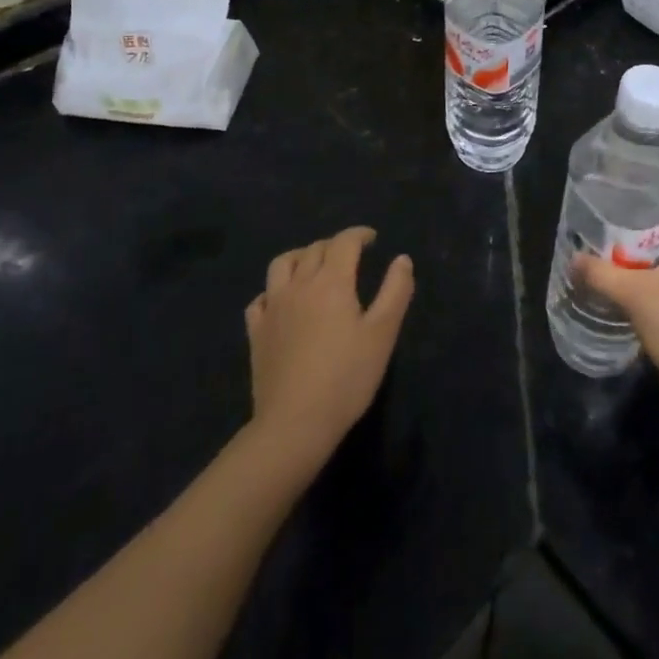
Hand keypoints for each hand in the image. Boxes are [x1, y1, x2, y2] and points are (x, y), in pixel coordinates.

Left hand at [246, 227, 413, 466]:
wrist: (294, 423)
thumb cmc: (346, 378)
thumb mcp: (383, 334)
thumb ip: (395, 291)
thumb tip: (402, 259)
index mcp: (332, 281)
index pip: (344, 242)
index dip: (359, 234)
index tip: (372, 238)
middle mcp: (299, 285)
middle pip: (314, 249)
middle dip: (334, 245)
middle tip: (351, 256)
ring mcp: (273, 308)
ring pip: (282, 264)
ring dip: (300, 256)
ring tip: (313, 265)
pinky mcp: (256, 332)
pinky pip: (261, 298)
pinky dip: (274, 290)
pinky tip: (282, 301)